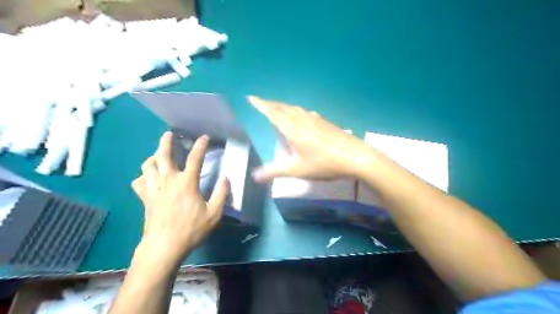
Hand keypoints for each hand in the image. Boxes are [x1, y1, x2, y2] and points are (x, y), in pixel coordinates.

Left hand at [131, 132, 229, 265]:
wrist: (163, 247)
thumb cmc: (191, 230)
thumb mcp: (214, 214)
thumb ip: (221, 194)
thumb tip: (225, 178)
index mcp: (186, 183)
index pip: (195, 158)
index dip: (200, 146)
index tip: (204, 137)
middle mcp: (168, 181)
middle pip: (163, 156)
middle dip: (166, 142)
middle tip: (169, 134)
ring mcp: (154, 189)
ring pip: (147, 166)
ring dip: (152, 157)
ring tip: (158, 154)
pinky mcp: (145, 199)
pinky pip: (138, 182)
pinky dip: (142, 177)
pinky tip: (147, 178)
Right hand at [251, 97, 374, 181]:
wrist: (354, 156)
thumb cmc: (324, 163)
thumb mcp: (297, 170)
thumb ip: (275, 171)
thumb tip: (254, 176)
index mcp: (292, 129)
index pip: (272, 113)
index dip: (260, 105)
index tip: (250, 97)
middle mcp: (302, 120)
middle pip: (282, 108)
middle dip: (270, 104)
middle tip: (260, 102)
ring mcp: (315, 119)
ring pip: (294, 109)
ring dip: (282, 106)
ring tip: (276, 108)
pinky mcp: (324, 122)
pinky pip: (304, 112)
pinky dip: (296, 111)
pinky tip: (300, 116)